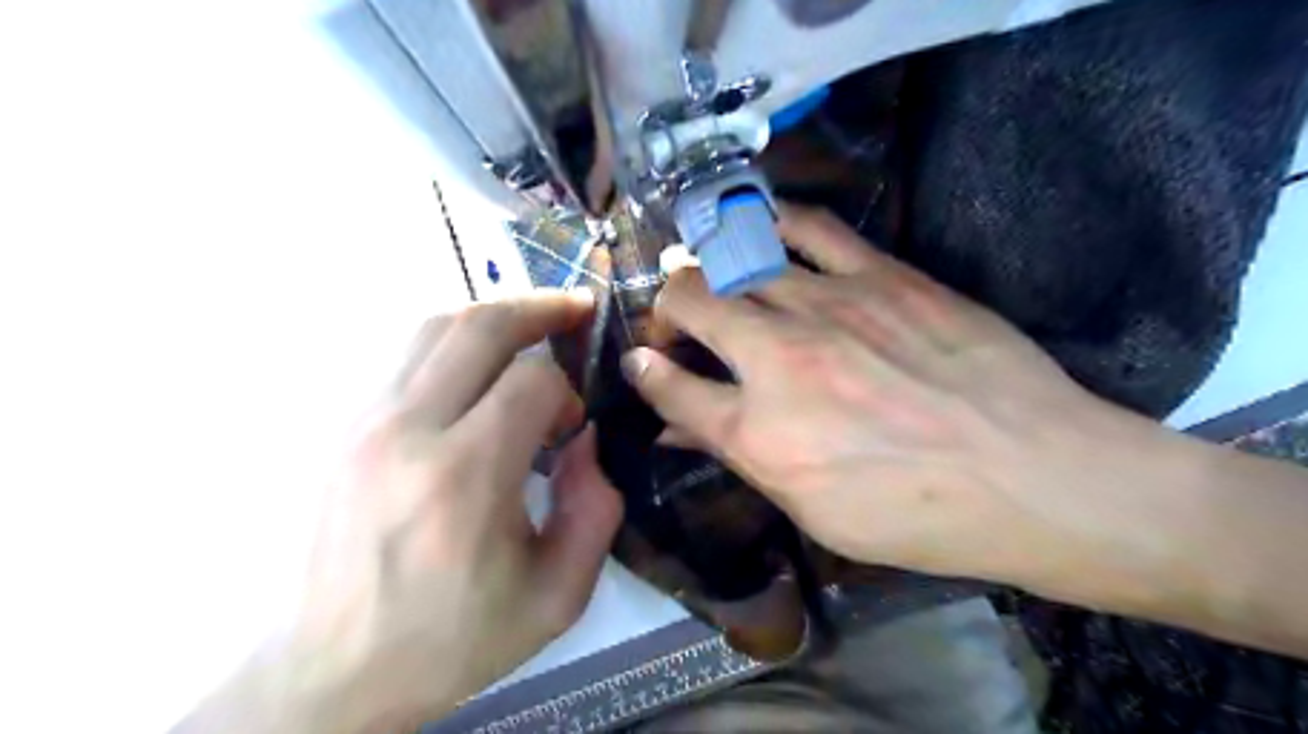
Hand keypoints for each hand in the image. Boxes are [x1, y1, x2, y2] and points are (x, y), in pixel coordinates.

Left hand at [178, 290, 621, 732]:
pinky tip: (479, 369)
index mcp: (465, 477)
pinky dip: (455, 343)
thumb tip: (585, 439)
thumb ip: (596, 509)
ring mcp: (363, 423)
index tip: (572, 428)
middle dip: (540, 308)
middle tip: (576, 310)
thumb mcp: (556, 596)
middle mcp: (406, 431)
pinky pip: (407, 355)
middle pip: (480, 326)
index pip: (532, 380)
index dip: (568, 392)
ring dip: (494, 317)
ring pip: (435, 327)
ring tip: (531, 328)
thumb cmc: (453, 640)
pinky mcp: (342, 428)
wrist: (330, 673)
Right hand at [627, 207, 1125, 583]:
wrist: (1029, 473)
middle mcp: (776, 359)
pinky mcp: (878, 275)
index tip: (639, 361)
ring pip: (736, 262)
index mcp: (758, 431)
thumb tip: (678, 432)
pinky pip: (809, 228)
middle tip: (677, 322)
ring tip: (706, 271)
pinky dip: (773, 221)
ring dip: (707, 264)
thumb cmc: (915, 513)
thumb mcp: (812, 509)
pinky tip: (760, 224)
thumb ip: (737, 456)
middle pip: (690, 304)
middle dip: (667, 309)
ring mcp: (826, 307)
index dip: (645, 372)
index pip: (671, 388)